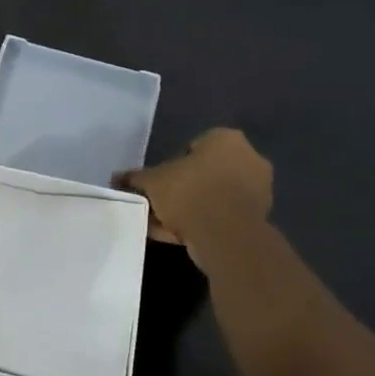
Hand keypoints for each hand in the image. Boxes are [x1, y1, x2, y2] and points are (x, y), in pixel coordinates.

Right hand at [116, 128, 273, 275]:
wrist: (225, 236)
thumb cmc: (190, 192)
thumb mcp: (152, 181)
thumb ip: (135, 178)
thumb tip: (115, 178)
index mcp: (227, 139)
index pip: (195, 145)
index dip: (174, 163)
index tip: (161, 181)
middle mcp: (249, 159)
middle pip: (206, 172)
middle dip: (184, 186)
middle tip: (162, 202)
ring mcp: (258, 191)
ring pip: (214, 196)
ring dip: (192, 207)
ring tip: (166, 223)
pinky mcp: (258, 219)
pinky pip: (222, 216)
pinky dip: (203, 223)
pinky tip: (179, 235)